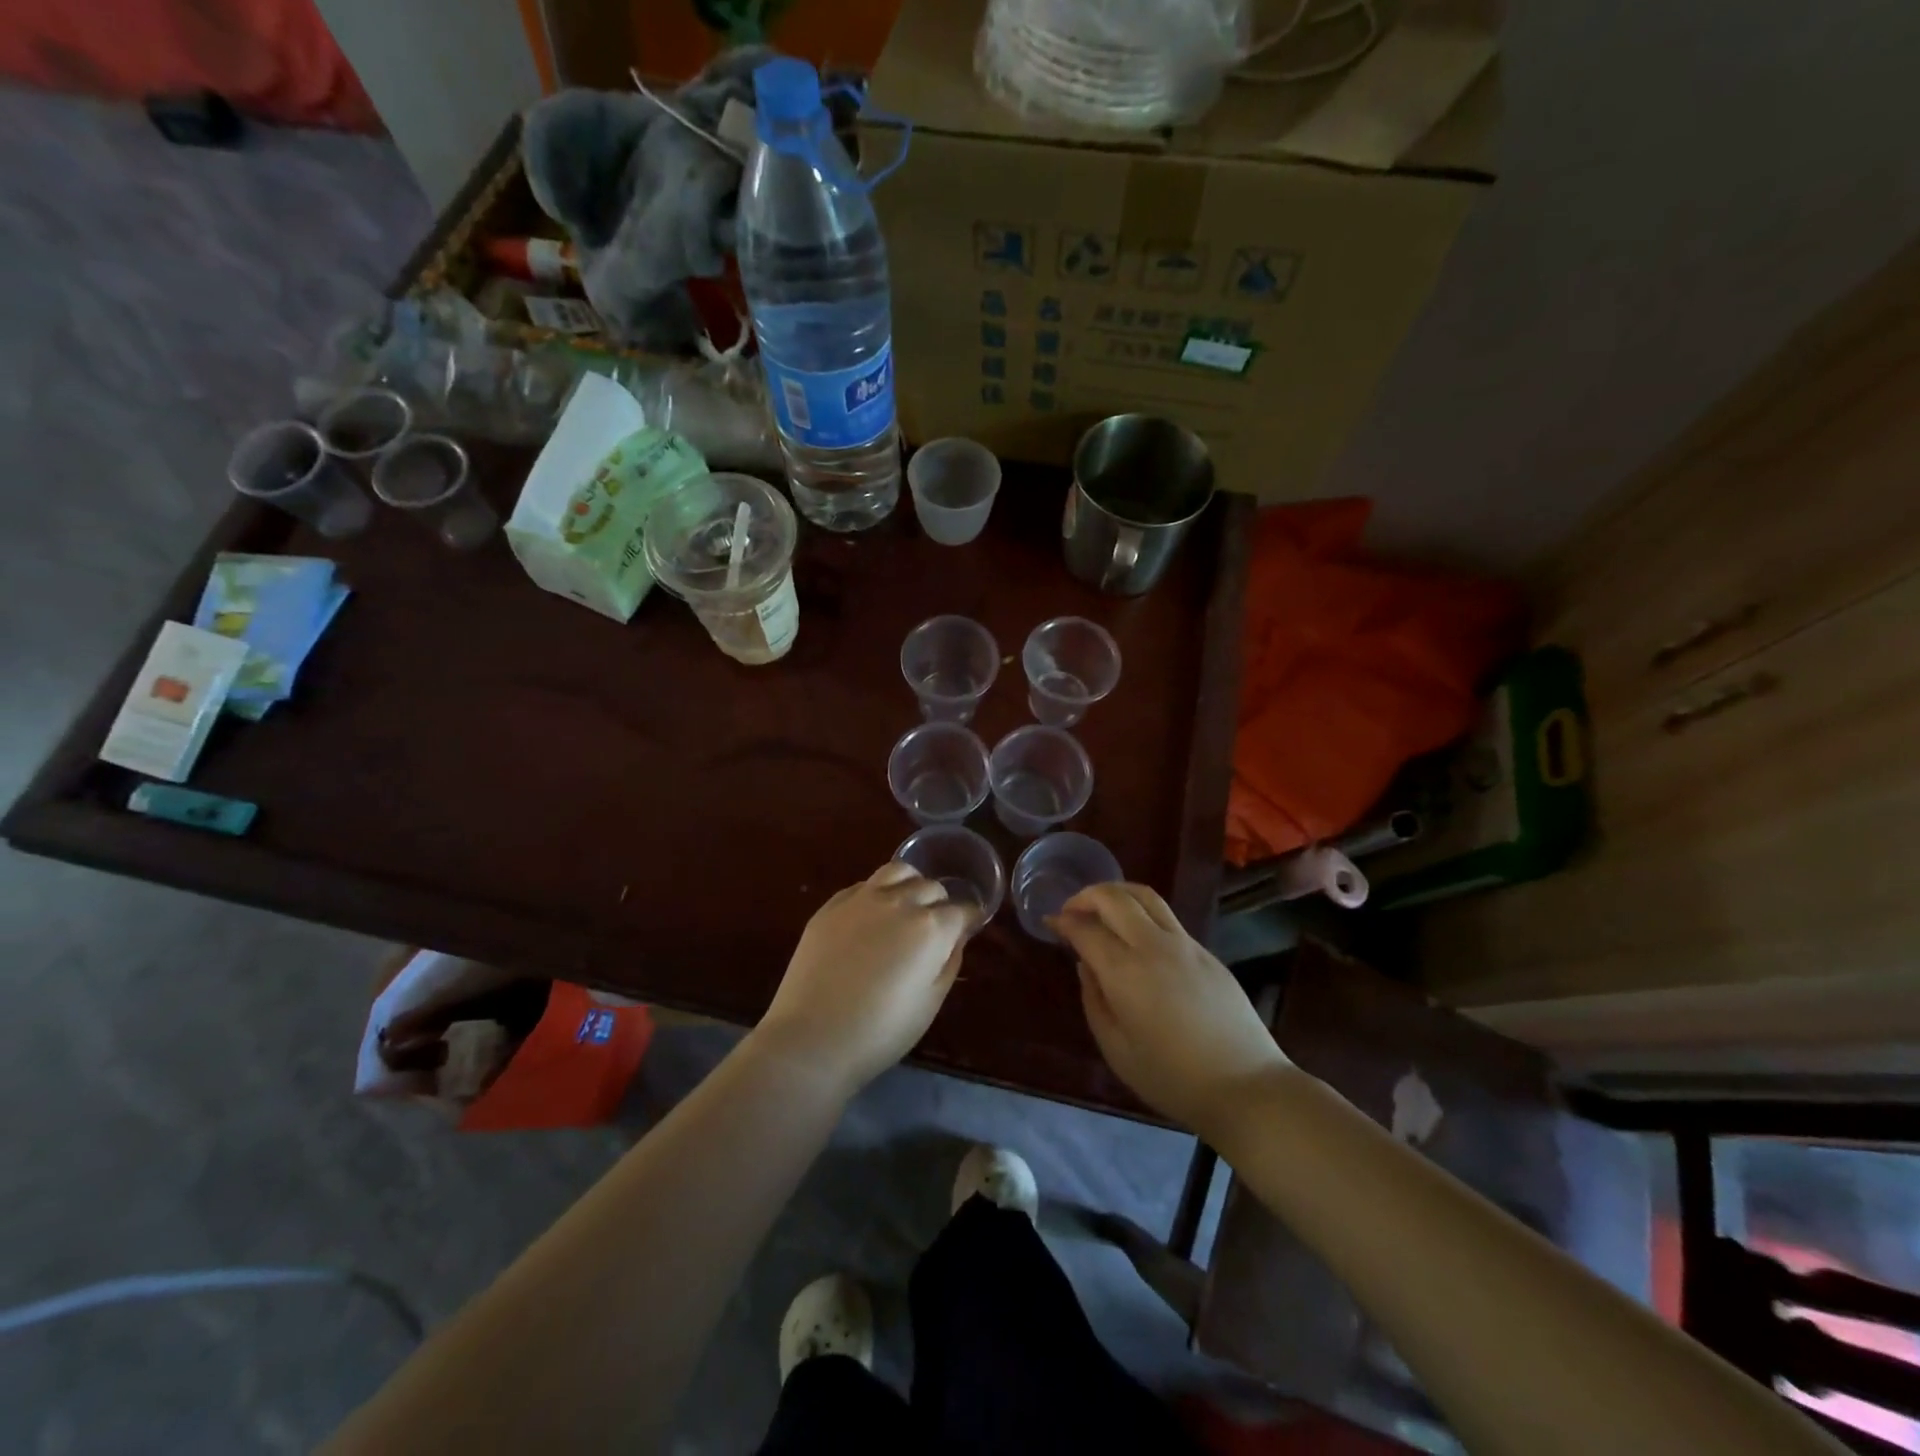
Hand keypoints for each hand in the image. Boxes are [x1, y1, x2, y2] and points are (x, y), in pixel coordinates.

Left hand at [753, 862, 972, 1095]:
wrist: (812, 1037)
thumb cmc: (881, 1031)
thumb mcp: (930, 1003)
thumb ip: (949, 962)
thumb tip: (955, 937)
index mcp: (931, 928)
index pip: (962, 910)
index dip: (967, 921)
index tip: (966, 930)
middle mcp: (901, 902)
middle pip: (932, 887)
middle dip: (940, 904)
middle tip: (934, 928)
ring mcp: (863, 898)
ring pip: (898, 871)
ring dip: (910, 884)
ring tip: (907, 905)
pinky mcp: (833, 904)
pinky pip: (864, 884)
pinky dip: (878, 892)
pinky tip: (872, 914)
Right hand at [1053, 883, 1289, 1137]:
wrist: (1246, 1086)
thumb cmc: (1173, 1078)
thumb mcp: (1117, 1050)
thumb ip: (1094, 1000)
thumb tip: (1086, 965)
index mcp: (1125, 972)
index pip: (1086, 928)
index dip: (1063, 920)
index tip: (1050, 922)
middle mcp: (1153, 946)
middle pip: (1114, 897)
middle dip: (1086, 896)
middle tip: (1071, 910)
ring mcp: (1184, 944)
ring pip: (1145, 895)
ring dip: (1116, 892)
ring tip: (1101, 907)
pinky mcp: (1205, 951)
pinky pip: (1166, 916)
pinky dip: (1141, 910)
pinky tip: (1136, 933)